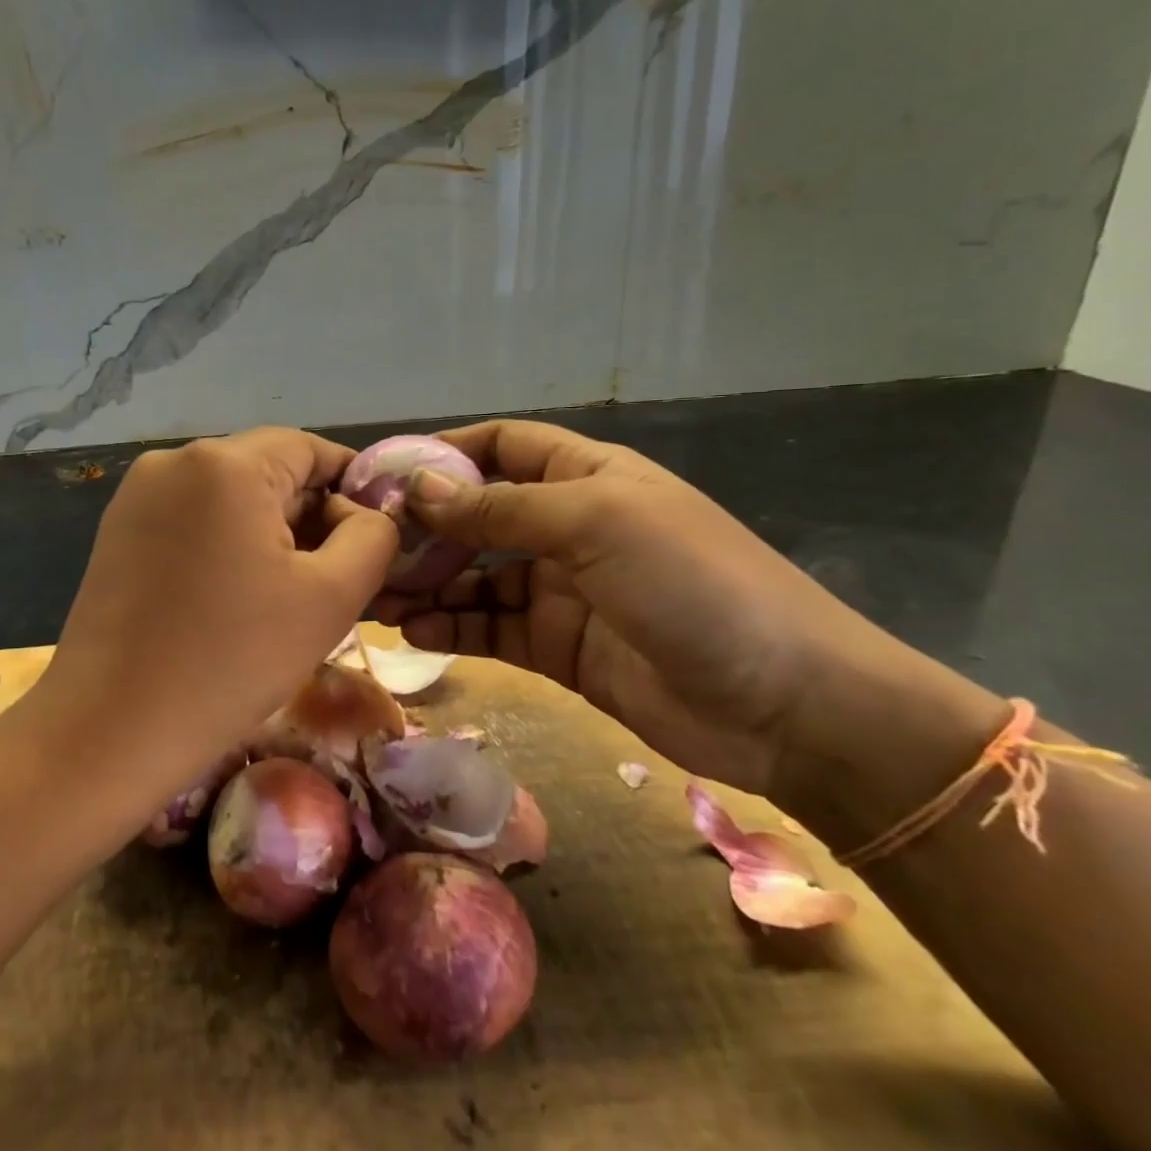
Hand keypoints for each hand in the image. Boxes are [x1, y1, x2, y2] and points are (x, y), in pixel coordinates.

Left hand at [32, 428, 396, 803]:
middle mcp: (174, 461)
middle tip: (331, 582)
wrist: (112, 729)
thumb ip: (373, 536)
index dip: (352, 489)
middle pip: (269, 471)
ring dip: (269, 535)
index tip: (371, 542)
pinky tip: (232, 600)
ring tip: (283, 598)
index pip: (312, 449)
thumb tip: (363, 513)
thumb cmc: (233, 659)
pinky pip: (193, 521)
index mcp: (226, 463)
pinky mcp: (118, 532)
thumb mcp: (331, 597)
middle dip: (310, 517)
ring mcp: (137, 496)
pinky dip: (226, 547)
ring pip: (231, 499)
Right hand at [374, 420, 1006, 816]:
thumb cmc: (694, 584)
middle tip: (366, 551)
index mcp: (586, 476)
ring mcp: (561, 590)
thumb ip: (500, 508)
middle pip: (478, 515)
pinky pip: (491, 628)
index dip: (444, 453)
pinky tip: (414, 632)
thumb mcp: (594, 524)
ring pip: (476, 577)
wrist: (785, 704)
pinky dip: (451, 627)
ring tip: (376, 598)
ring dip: (428, 583)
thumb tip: (417, 488)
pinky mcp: (557, 648)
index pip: (502, 446)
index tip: (384, 474)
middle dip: (424, 530)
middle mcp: (569, 526)